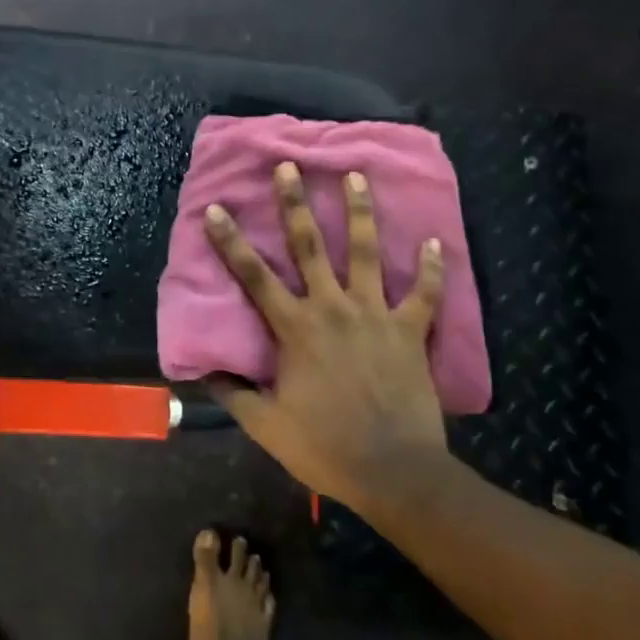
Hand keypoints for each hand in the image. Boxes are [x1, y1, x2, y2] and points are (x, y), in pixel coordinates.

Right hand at [203, 162, 450, 516]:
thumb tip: (204, 371)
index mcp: (295, 329)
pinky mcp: (410, 331)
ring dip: (360, 212)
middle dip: (296, 203)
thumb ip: (233, 395)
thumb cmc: (325, 448)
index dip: (230, 242)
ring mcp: (375, 315)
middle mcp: (333, 309)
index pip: (254, 277)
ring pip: (366, 253)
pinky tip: (435, 240)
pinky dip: (432, 268)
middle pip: (310, 246)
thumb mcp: (266, 427)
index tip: (215, 209)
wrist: (394, 473)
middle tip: (290, 166)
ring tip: (356, 176)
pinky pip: (424, 293)